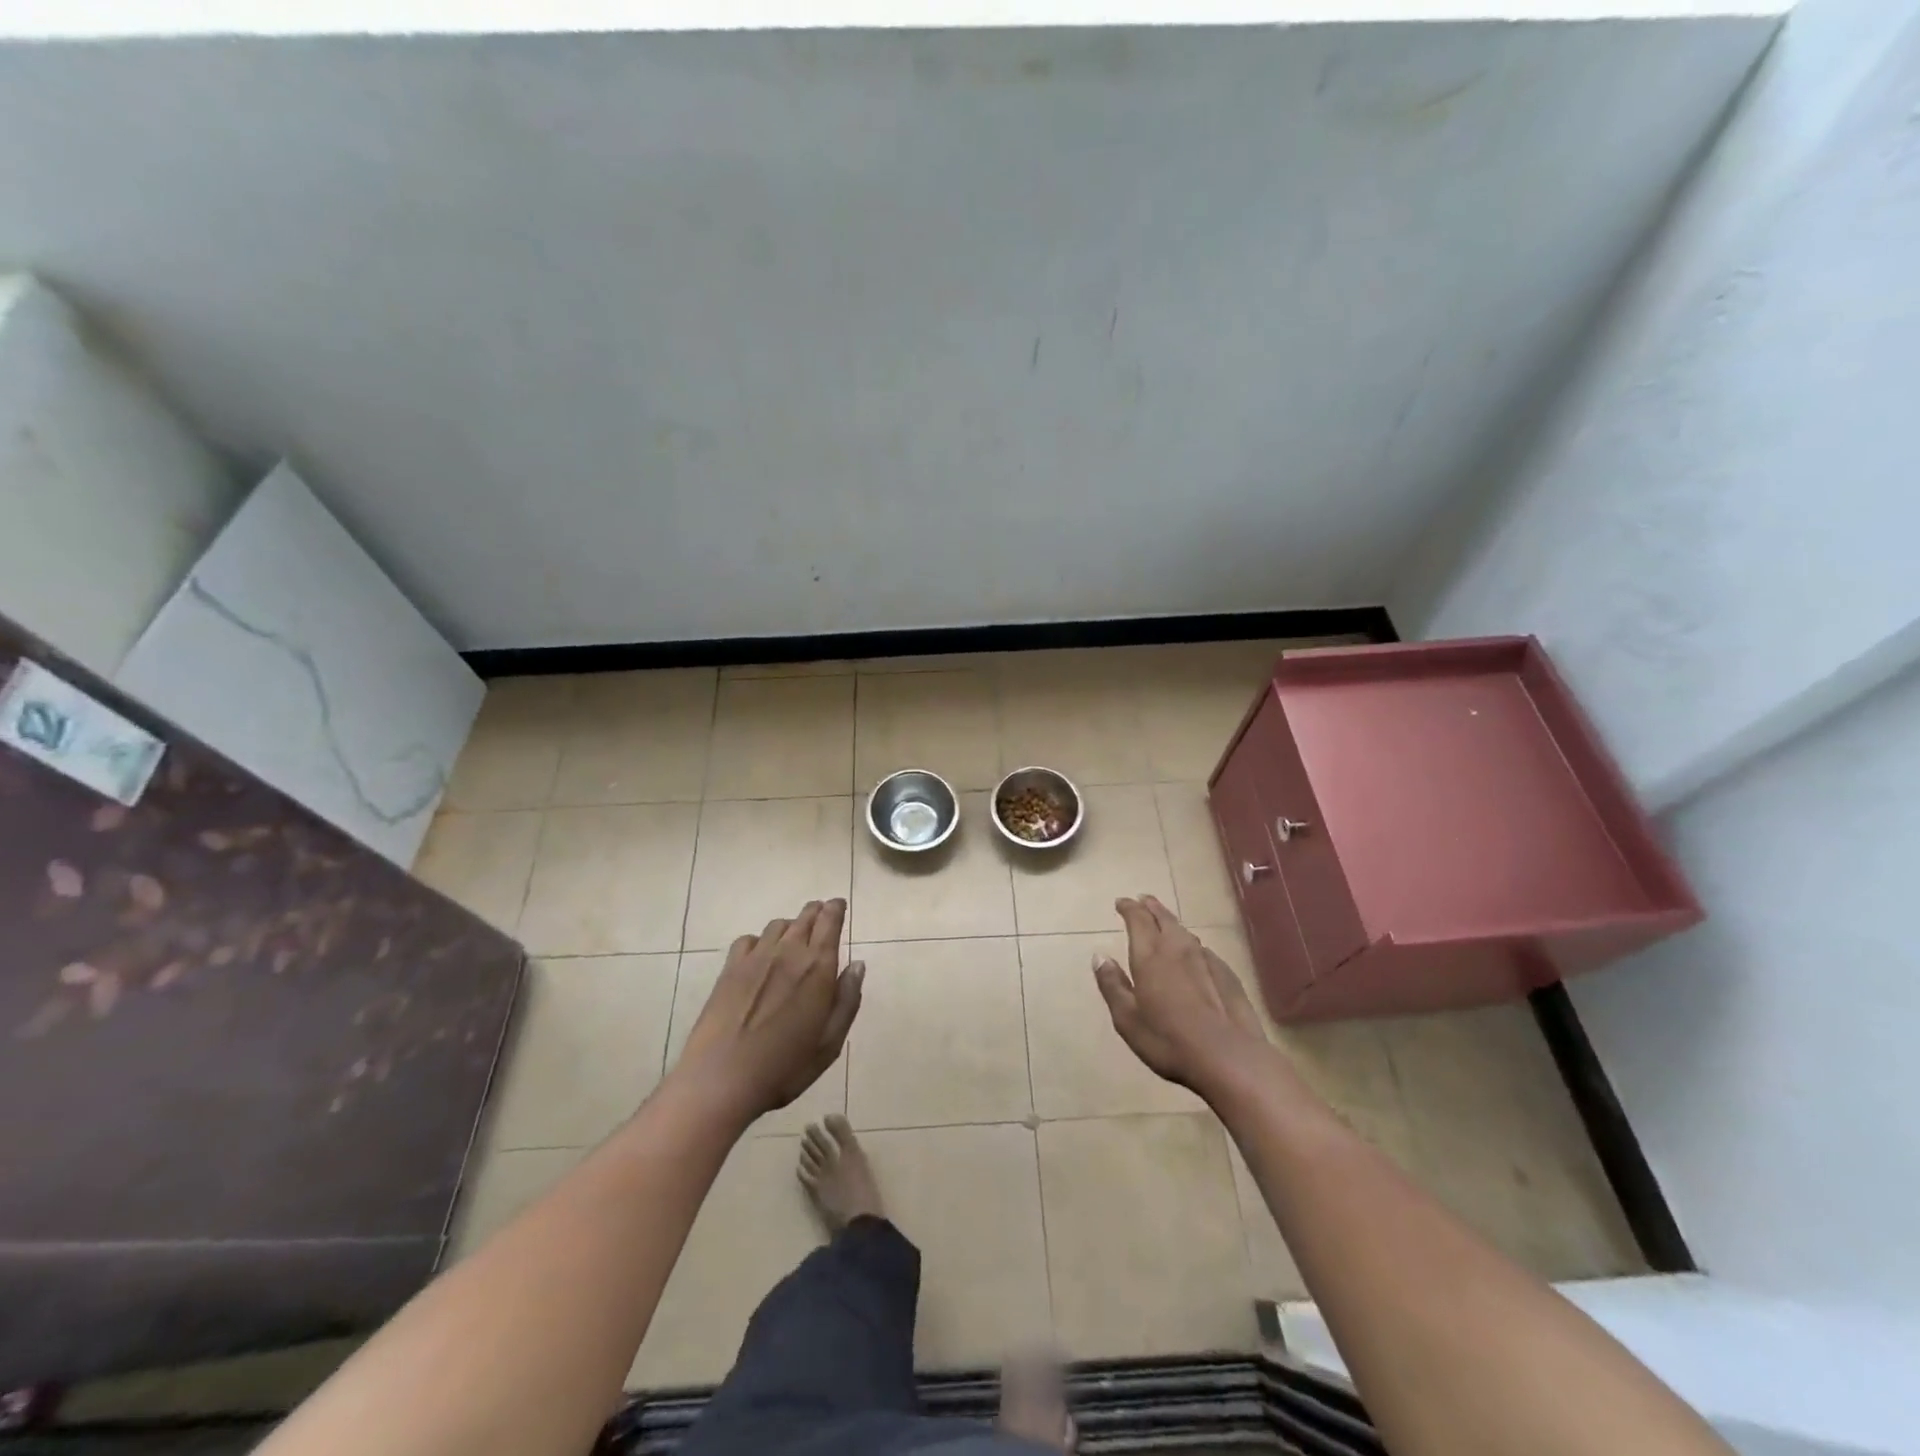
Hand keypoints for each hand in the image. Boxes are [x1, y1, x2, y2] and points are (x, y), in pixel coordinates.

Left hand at [670, 899, 863, 1124]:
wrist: (722, 1079)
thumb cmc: (784, 1067)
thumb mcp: (829, 1043)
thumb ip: (847, 1000)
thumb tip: (858, 965)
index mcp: (818, 968)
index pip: (830, 922)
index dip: (836, 909)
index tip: (839, 905)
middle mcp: (789, 952)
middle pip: (805, 917)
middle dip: (816, 911)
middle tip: (822, 915)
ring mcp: (756, 958)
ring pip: (778, 925)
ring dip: (791, 926)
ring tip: (793, 937)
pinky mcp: (730, 969)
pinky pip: (748, 940)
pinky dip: (760, 940)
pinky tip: (760, 955)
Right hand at [1094, 895, 1269, 1096]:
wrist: (1229, 1057)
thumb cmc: (1168, 1040)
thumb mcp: (1127, 1019)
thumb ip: (1112, 985)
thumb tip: (1099, 956)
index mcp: (1150, 955)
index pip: (1138, 918)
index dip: (1129, 907)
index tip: (1121, 902)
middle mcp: (1177, 948)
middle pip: (1164, 918)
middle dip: (1151, 907)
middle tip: (1143, 900)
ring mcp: (1206, 959)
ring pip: (1184, 932)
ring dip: (1171, 923)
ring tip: (1164, 922)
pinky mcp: (1227, 974)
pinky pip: (1203, 950)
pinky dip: (1191, 946)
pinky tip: (1193, 956)